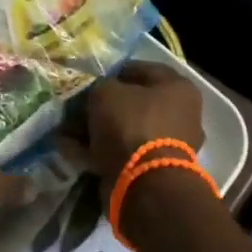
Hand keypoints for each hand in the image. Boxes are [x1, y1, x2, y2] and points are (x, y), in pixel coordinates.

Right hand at [83, 62, 205, 177]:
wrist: (145, 182)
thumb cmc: (131, 124)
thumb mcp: (106, 92)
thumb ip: (99, 86)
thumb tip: (97, 93)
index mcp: (178, 88)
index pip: (141, 69)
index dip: (113, 72)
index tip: (90, 80)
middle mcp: (181, 114)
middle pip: (135, 103)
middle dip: (104, 106)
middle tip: (78, 108)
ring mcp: (171, 144)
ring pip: (127, 129)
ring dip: (99, 130)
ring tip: (69, 132)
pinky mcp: (156, 169)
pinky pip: (124, 152)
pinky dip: (101, 151)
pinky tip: (75, 151)